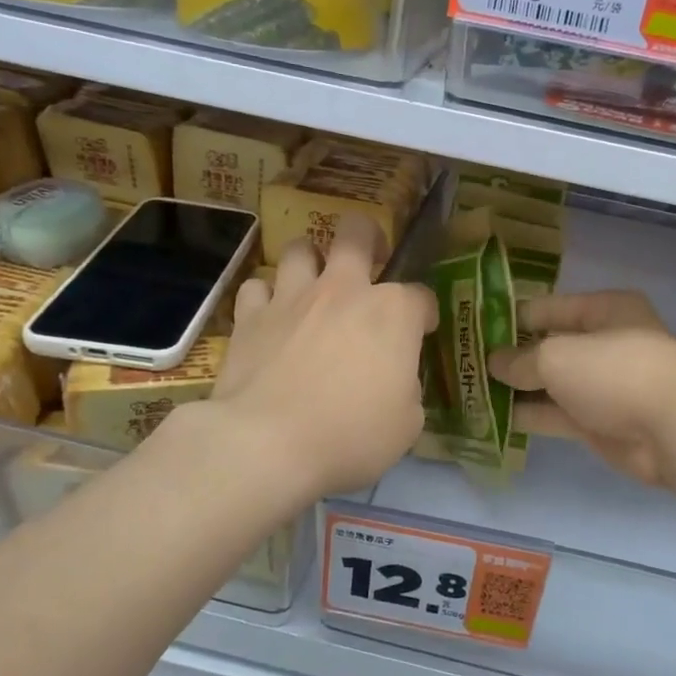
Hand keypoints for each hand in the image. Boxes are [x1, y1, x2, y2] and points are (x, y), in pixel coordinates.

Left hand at [204, 214, 436, 500]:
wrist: (268, 443)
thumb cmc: (351, 434)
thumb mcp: (407, 424)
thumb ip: (407, 389)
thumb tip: (396, 382)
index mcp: (393, 313)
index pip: (421, 297)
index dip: (425, 314)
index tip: (422, 332)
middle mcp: (344, 290)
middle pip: (357, 232)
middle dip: (369, 237)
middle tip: (370, 260)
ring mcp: (292, 297)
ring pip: (300, 247)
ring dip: (311, 260)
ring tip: (314, 283)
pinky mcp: (250, 316)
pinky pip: (257, 286)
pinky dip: (266, 296)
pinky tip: (270, 315)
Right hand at [488, 291, 675, 486]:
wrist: (674, 430)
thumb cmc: (616, 372)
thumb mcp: (558, 357)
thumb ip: (521, 360)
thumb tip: (494, 363)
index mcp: (605, 310)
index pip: (547, 308)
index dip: (510, 318)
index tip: (473, 331)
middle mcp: (604, 343)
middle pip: (548, 346)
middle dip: (510, 356)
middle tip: (464, 364)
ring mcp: (602, 386)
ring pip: (550, 384)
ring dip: (515, 388)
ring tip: (469, 391)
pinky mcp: (599, 422)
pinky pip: (556, 414)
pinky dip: (528, 416)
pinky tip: (491, 418)